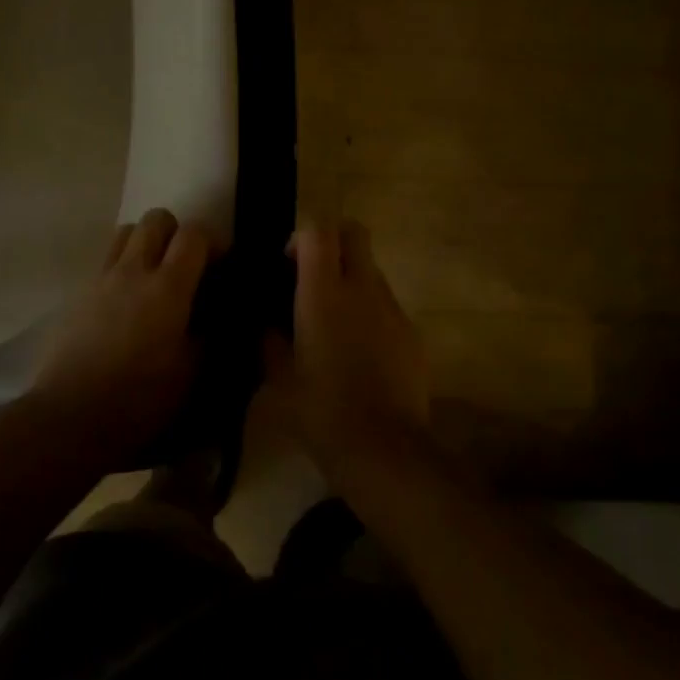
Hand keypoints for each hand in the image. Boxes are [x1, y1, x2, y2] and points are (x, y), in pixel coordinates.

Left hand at [27, 208, 216, 460]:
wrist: (71, 417)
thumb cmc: (140, 399)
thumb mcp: (191, 373)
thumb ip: (209, 335)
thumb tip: (216, 315)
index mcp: (168, 287)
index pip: (195, 234)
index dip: (213, 242)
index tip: (220, 266)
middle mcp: (134, 270)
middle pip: (156, 219)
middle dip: (176, 233)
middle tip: (185, 266)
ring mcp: (101, 279)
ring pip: (126, 231)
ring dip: (145, 243)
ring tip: (153, 276)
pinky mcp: (78, 294)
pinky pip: (105, 261)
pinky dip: (122, 267)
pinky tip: (125, 302)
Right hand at [265, 221, 431, 477]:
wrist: (384, 450)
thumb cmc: (321, 411)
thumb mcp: (279, 378)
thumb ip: (269, 340)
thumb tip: (266, 324)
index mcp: (324, 292)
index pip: (318, 229)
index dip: (301, 236)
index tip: (287, 262)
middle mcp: (362, 288)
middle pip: (354, 232)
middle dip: (333, 241)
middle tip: (312, 274)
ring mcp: (392, 308)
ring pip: (372, 269)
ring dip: (352, 278)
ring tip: (334, 318)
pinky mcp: (413, 332)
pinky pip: (387, 304)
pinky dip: (370, 310)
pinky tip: (359, 349)